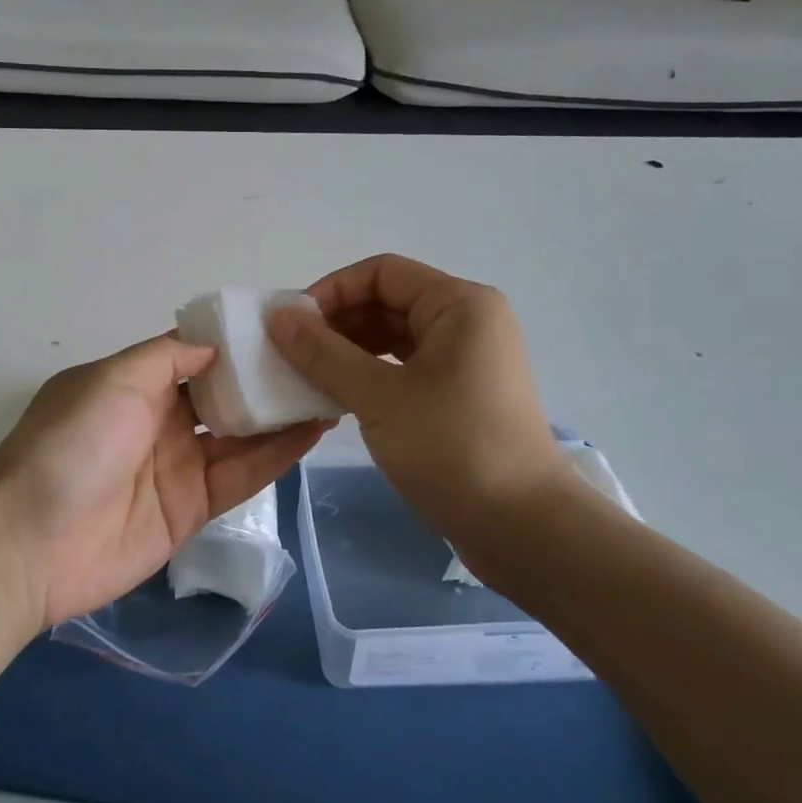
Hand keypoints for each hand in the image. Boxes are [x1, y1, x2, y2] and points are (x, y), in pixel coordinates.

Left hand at [0, 333, 326, 629]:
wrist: (29, 543)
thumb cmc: (70, 444)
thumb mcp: (111, 380)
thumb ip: (166, 358)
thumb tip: (212, 345)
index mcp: (135, 384)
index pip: (195, 355)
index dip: (234, 342)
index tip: (282, 326)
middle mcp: (160, 420)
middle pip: (222, 394)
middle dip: (264, 379)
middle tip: (320, 359)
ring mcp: (177, 466)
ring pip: (240, 435)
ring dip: (279, 415)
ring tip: (328, 390)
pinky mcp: (192, 509)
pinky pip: (241, 477)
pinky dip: (276, 455)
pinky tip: (312, 431)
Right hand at [268, 254, 589, 558]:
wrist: (524, 528)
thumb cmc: (452, 447)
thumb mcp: (377, 396)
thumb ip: (322, 352)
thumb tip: (278, 316)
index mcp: (458, 304)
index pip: (381, 273)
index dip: (332, 291)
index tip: (292, 325)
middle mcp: (467, 321)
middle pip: (388, 302)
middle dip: (337, 323)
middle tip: (292, 354)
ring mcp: (466, 360)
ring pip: (394, 338)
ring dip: (348, 351)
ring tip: (308, 377)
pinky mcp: (460, 395)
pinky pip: (404, 368)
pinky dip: (369, 375)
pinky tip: (338, 397)